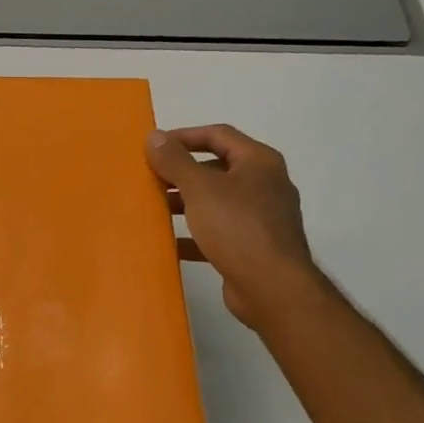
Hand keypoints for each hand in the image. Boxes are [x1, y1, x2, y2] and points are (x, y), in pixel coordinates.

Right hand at [146, 125, 321, 331]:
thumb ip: (175, 161)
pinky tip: (169, 243)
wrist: (272, 287)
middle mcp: (264, 185)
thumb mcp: (201, 189)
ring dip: (185, 203)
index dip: (184, 136)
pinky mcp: (252, 247)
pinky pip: (217, 232)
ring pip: (216, 202)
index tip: (154, 147)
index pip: (218, 135)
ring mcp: (260, 218)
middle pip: (216, 168)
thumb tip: (154, 136)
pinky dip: (194, 235)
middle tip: (151, 178)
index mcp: (258, 162)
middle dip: (181, 172)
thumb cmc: (238, 228)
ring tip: (154, 209)